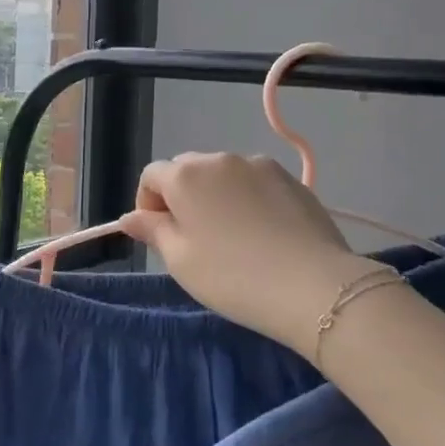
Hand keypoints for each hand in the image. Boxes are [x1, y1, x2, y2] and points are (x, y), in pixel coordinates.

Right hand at [122, 152, 376, 354]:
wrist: (313, 286)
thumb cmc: (232, 276)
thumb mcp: (180, 261)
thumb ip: (152, 231)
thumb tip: (131, 217)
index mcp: (185, 175)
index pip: (151, 175)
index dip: (148, 203)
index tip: (159, 235)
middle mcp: (220, 159)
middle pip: (187, 169)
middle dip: (181, 196)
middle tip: (193, 238)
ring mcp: (260, 165)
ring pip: (223, 174)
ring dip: (216, 195)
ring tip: (231, 236)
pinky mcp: (292, 179)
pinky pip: (255, 182)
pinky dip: (247, 199)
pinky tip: (261, 233)